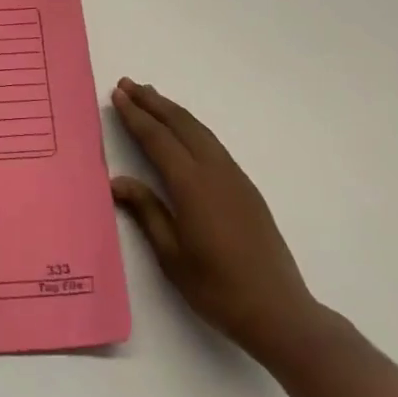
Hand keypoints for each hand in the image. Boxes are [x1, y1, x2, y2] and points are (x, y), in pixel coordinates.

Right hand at [111, 77, 325, 369]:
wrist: (279, 312)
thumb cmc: (218, 289)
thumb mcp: (172, 256)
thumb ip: (147, 211)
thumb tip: (119, 181)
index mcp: (192, 185)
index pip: (157, 139)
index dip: (136, 115)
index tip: (118, 94)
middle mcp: (214, 171)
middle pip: (180, 124)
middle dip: (152, 102)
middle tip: (128, 84)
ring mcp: (234, 177)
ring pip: (199, 130)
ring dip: (173, 111)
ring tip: (151, 97)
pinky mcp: (246, 187)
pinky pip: (212, 143)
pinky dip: (191, 127)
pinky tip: (184, 131)